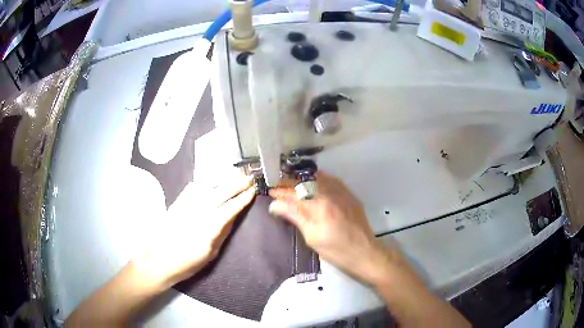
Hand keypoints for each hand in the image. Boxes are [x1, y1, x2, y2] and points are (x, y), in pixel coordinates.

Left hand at [135, 170, 255, 289]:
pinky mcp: (176, 203)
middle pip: (220, 193)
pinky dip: (203, 184)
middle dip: (236, 184)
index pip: (230, 209)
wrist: (158, 260)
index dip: (242, 199)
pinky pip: (192, 188)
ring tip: (234, 176)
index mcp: (208, 228)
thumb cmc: (186, 263)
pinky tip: (209, 184)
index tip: (253, 191)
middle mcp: (198, 213)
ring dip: (222, 180)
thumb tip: (233, 217)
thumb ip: (222, 233)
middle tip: (249, 178)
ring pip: (207, 187)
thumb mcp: (210, 254)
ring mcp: (186, 206)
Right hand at [268, 172, 403, 284]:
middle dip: (289, 182)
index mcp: (321, 204)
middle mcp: (332, 192)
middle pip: (305, 180)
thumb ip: (295, 216)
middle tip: (278, 188)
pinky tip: (310, 186)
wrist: (365, 252)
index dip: (281, 191)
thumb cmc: (336, 250)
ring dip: (302, 179)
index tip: (270, 192)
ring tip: (291, 185)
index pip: (295, 191)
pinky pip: (330, 180)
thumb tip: (274, 204)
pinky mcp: (349, 194)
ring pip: (318, 177)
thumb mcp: (312, 237)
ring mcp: (342, 191)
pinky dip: (316, 180)